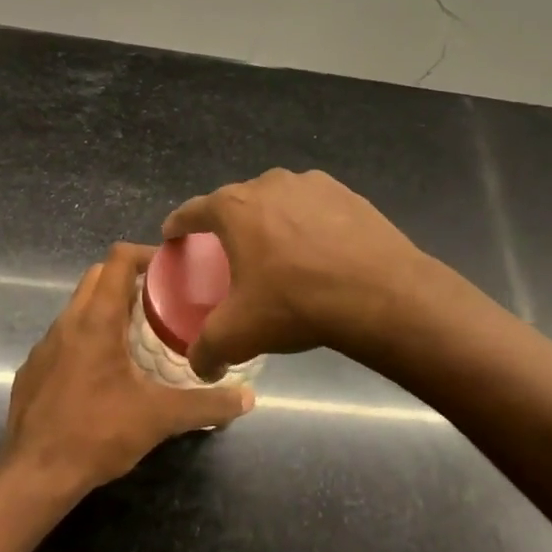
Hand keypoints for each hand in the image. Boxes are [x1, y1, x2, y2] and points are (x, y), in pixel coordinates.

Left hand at [0, 243, 254, 496]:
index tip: (172, 270)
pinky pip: (63, 339)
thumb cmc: (97, 433)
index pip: (117, 260)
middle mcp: (67, 322)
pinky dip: (86, 339)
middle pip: (97, 277)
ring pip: (78, 308)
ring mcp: (44, 346)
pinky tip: (103, 374)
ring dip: (107, 309)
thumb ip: (206, 405)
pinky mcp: (33, 370)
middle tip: (162, 302)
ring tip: (138, 335)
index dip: (146, 255)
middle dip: (129, 279)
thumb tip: (248, 398)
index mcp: (96, 320)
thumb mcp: (160, 418)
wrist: (34, 475)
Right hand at [162, 168, 429, 379]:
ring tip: (277, 252)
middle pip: (237, 203)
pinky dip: (308, 224)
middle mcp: (269, 184)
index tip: (173, 235)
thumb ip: (207, 349)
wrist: (379, 293)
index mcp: (234, 208)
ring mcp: (312, 184)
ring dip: (271, 221)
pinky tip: (318, 252)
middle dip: (229, 225)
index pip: (192, 211)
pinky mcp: (348, 194)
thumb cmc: (295, 303)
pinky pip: (314, 208)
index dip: (178, 224)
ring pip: (278, 202)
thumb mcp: (239, 333)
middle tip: (229, 254)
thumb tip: (200, 367)